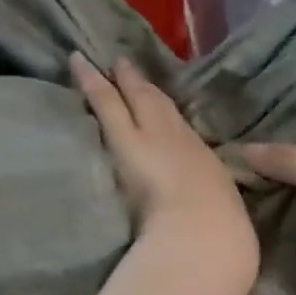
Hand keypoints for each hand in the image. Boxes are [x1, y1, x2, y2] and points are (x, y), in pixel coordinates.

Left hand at [72, 53, 257, 282]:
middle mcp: (179, 142)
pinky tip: (77, 64)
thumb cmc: (218, 233)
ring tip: (100, 62)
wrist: (204, 231)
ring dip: (117, 79)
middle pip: (158, 107)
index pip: (181, 132)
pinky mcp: (124, 138)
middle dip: (141, 86)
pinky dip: (90, 82)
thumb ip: (202, 206)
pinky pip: (105, 102)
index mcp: (203, 164)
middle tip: (125, 63)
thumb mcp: (216, 215)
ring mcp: (151, 136)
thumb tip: (205, 213)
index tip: (154, 98)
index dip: (165, 112)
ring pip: (131, 99)